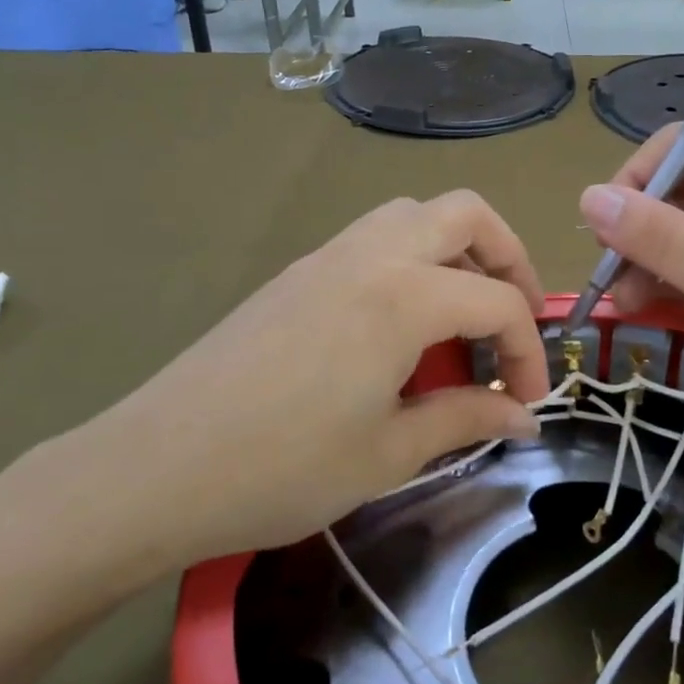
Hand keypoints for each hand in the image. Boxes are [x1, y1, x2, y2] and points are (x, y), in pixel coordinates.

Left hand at [30, 192, 549, 588]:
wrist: (155, 468)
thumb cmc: (282, 469)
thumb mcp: (389, 453)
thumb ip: (466, 418)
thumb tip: (523, 415)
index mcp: (404, 296)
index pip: (498, 302)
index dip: (528, 351)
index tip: (528, 400)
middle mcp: (371, 254)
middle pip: (465, 214)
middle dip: (509, 258)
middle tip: (514, 320)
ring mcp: (327, 256)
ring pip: (414, 214)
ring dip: (457, 250)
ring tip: (461, 315)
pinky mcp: (296, 273)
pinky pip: (374, 237)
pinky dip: (412, 260)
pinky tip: (401, 326)